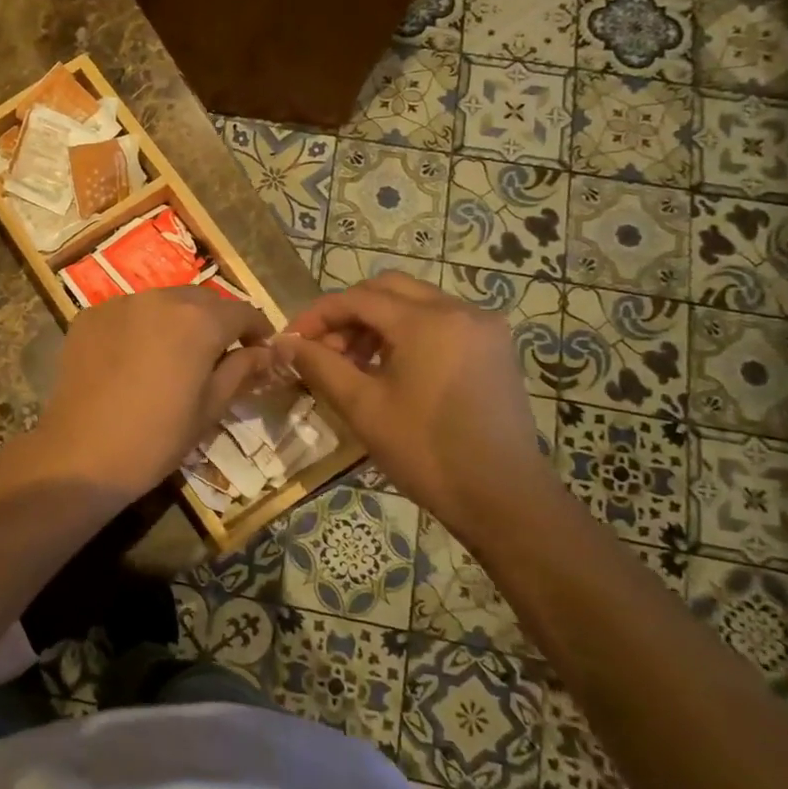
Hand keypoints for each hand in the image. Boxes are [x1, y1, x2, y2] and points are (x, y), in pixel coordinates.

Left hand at [30, 288, 277, 498]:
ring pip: (162, 302)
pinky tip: (136, 356)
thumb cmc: (156, 438)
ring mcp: (120, 303)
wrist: (82, 454)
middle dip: (217, 321)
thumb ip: (241, 370)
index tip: (260, 350)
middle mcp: (160, 298)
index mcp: (198, 320)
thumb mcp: (210, 408)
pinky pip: (127, 312)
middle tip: (220, 353)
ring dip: (177, 320)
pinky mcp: (89, 316)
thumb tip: (266, 352)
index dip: (256, 330)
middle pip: (201, 300)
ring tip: (176, 353)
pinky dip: (140, 326)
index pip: (241, 311)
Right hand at [273, 273, 558, 542]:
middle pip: (388, 290)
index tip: (291, 342)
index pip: (357, 298)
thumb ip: (319, 365)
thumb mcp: (362, 407)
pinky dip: (406, 333)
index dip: (317, 316)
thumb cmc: (426, 451)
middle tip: (322, 349)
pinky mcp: (493, 349)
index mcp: (427, 321)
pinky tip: (389, 369)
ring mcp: (483, 328)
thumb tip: (284, 344)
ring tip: (351, 363)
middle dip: (347, 313)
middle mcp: (460, 310)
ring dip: (376, 323)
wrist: (504, 498)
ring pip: (414, 303)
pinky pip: (439, 322)